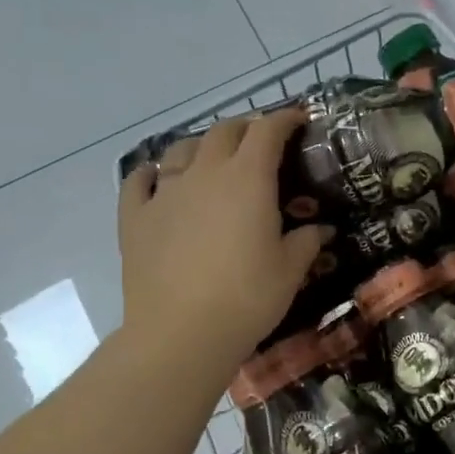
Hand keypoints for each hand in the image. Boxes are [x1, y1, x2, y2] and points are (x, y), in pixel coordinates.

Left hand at [117, 109, 327, 374]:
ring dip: (202, 145)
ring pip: (181, 148)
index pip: (268, 131)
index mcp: (248, 179)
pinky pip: (139, 181)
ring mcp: (164, 193)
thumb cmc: (247, 298)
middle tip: (261, 142)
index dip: (285, 119)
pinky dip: (152, 173)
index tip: (299, 119)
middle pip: (224, 131)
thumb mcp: (290, 271)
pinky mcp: (135, 218)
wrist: (181, 334)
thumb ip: (306, 241)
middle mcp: (204, 173)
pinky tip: (157, 178)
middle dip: (246, 128)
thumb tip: (320, 228)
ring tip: (213, 157)